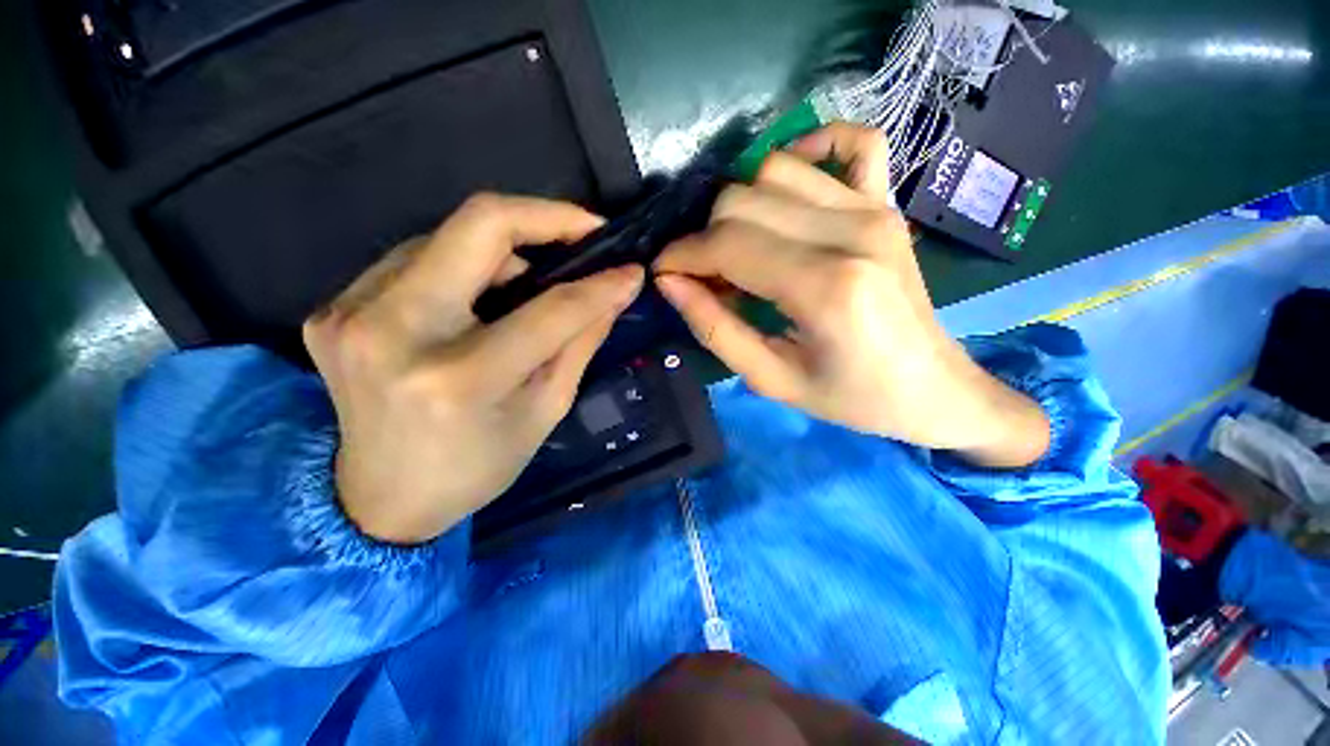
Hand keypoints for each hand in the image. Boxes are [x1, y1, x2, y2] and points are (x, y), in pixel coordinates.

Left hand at [304, 194, 643, 543]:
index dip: (598, 284)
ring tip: (529, 285)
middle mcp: (392, 332)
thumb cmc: (477, 466)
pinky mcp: (333, 307)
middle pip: (479, 225)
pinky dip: (462, 267)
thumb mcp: (545, 410)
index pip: (549, 310)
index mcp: (457, 380)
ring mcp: (350, 312)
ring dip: (503, 250)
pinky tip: (477, 299)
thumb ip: (580, 342)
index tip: (630, 269)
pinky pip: (416, 258)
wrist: (379, 501)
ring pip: (447, 235)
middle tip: (586, 234)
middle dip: (546, 218)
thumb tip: (615, 290)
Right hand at [655, 123, 1047, 467]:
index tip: (664, 274)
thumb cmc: (851, 397)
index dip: (681, 255)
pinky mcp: (888, 205)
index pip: (727, 243)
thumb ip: (714, 328)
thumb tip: (669, 283)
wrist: (932, 389)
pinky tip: (790, 187)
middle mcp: (851, 232)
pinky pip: (853, 142)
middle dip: (705, 236)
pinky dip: (812, 148)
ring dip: (739, 206)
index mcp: (824, 287)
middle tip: (703, 276)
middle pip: (743, 200)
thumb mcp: (770, 379)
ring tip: (737, 249)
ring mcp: (875, 209)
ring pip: (776, 169)